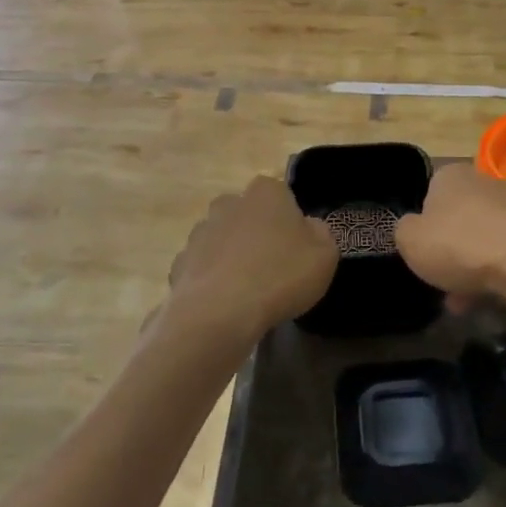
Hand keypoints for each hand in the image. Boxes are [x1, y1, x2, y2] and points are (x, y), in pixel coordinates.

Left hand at [165, 177, 336, 345]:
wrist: (219, 313)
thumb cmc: (280, 276)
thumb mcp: (325, 255)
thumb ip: (320, 233)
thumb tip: (309, 227)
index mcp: (266, 192)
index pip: (281, 194)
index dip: (290, 220)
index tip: (297, 247)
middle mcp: (229, 203)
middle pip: (248, 214)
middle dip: (257, 234)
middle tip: (273, 267)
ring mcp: (200, 232)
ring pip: (222, 240)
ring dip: (233, 257)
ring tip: (248, 292)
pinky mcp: (180, 263)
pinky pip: (203, 268)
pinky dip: (212, 281)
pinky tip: (223, 305)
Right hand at [393, 163, 505, 308]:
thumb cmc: (458, 244)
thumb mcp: (409, 240)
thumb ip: (404, 231)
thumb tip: (413, 229)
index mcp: (450, 175)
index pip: (429, 194)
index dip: (423, 225)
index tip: (422, 252)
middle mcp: (483, 182)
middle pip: (458, 218)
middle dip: (449, 250)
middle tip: (440, 279)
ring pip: (482, 238)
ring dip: (471, 266)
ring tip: (462, 301)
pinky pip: (505, 253)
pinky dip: (495, 272)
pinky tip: (488, 298)